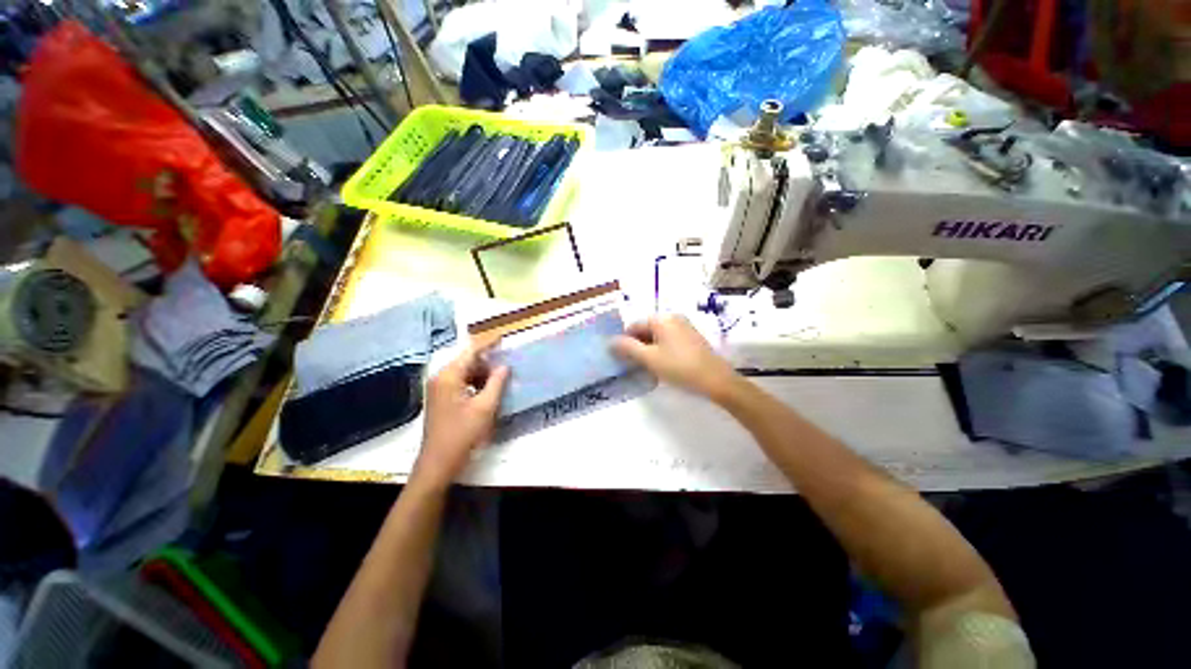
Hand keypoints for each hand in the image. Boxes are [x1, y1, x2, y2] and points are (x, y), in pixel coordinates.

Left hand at [413, 344, 508, 486]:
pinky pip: (462, 382)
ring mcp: (439, 388)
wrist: (438, 463)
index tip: (504, 336)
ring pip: (465, 372)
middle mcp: (441, 377)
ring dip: (483, 373)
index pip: (471, 351)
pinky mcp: (442, 398)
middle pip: (467, 360)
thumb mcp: (485, 407)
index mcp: (449, 376)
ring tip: (502, 377)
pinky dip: (476, 383)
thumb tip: (504, 366)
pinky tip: (489, 390)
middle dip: (488, 361)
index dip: (488, 343)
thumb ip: (496, 383)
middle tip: (508, 362)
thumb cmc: (462, 434)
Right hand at [611, 315, 739, 400]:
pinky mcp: (691, 337)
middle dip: (637, 346)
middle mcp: (673, 317)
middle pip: (646, 330)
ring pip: (657, 336)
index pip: (634, 326)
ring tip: (648, 368)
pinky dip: (661, 350)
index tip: (622, 360)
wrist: (716, 380)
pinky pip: (669, 340)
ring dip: (649, 349)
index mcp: (661, 318)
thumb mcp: (649, 358)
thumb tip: (609, 341)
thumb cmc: (679, 367)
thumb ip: (627, 348)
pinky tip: (663, 366)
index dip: (625, 342)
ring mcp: (684, 327)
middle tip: (634, 365)